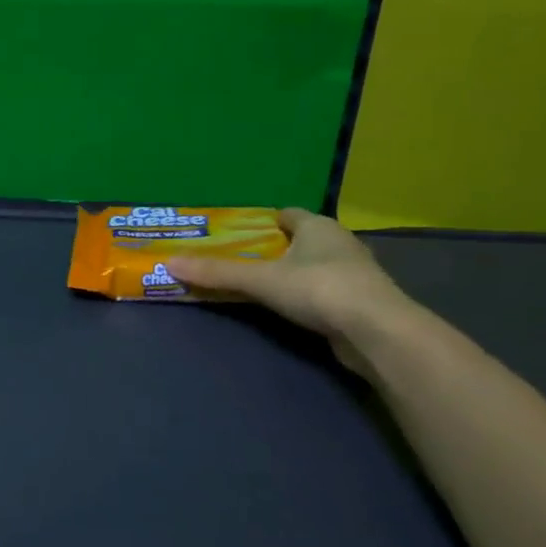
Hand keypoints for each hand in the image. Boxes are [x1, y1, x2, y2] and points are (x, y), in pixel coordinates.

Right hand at [168, 208, 413, 372]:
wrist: (377, 332)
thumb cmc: (319, 289)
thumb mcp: (261, 280)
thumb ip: (217, 273)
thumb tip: (169, 263)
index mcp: (318, 226)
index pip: (286, 214)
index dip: (262, 222)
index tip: (236, 234)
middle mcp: (339, 243)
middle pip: (300, 240)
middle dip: (273, 249)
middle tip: (239, 261)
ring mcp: (354, 273)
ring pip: (314, 266)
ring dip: (292, 274)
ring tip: (259, 286)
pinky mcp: (360, 303)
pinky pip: (324, 291)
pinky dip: (306, 296)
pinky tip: (289, 309)